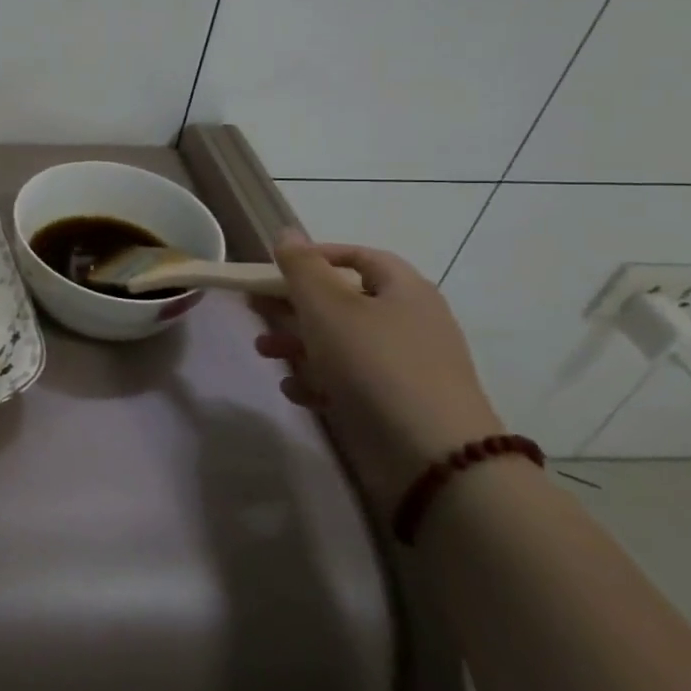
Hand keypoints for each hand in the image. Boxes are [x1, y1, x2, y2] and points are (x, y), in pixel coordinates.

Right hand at [251, 229, 502, 508]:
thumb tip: (287, 233)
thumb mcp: (328, 306)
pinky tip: (296, 391)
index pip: (358, 256)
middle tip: (257, 310)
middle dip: (294, 306)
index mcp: (403, 290)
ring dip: (298, 344)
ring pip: (340, 342)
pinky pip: (350, 381)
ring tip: (265, 353)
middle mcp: (409, 322)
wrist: (433, 458)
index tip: (276, 269)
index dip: (316, 256)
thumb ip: (302, 267)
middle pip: (343, 301)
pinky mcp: (395, 405)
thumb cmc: (374, 364)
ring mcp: (405, 366)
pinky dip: (319, 381)